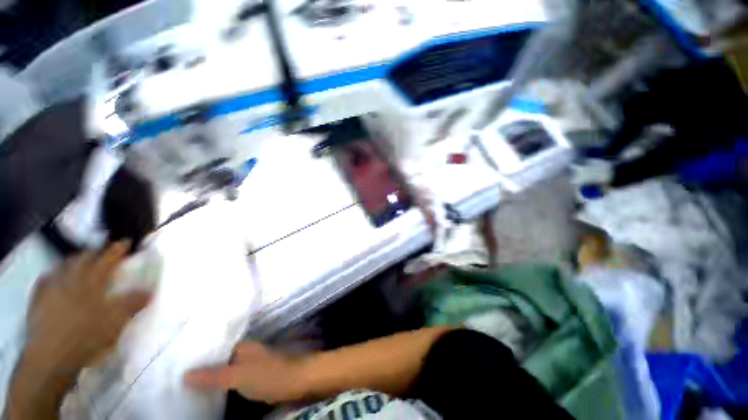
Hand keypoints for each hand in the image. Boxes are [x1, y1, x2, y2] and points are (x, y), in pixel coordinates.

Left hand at [24, 241, 150, 372]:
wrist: (51, 356)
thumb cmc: (86, 336)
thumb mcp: (115, 321)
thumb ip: (132, 303)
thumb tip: (150, 290)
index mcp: (92, 281)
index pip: (107, 259)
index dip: (117, 249)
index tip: (125, 242)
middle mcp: (71, 279)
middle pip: (83, 258)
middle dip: (94, 253)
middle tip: (102, 254)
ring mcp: (52, 287)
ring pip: (63, 266)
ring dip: (74, 261)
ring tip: (79, 262)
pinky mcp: (38, 299)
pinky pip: (45, 279)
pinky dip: (53, 274)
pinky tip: (53, 277)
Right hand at [184, 342, 306, 403]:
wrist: (298, 382)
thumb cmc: (269, 374)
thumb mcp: (238, 375)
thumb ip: (213, 376)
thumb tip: (184, 375)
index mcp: (243, 347)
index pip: (216, 347)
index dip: (198, 355)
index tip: (176, 364)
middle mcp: (247, 354)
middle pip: (220, 361)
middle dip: (202, 369)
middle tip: (176, 380)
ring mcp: (252, 368)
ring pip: (227, 372)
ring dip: (211, 380)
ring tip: (187, 389)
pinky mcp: (257, 381)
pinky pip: (234, 383)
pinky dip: (223, 388)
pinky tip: (210, 397)